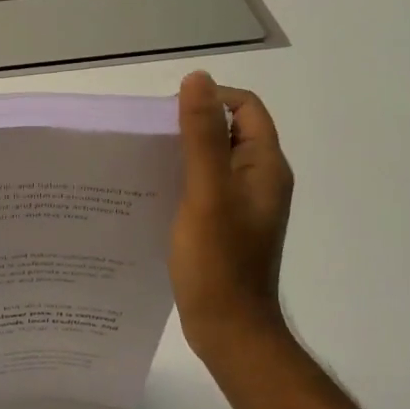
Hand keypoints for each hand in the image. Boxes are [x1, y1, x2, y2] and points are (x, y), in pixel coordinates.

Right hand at [169, 70, 294, 360]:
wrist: (229, 329)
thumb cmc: (219, 261)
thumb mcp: (206, 192)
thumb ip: (201, 136)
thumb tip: (196, 79)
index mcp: (265, 166)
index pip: (246, 107)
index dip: (211, 99)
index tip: (169, 116)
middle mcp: (259, 180)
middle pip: (228, 131)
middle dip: (191, 125)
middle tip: (150, 139)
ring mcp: (243, 205)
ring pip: (213, 160)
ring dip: (183, 154)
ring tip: (145, 162)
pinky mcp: (226, 225)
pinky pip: (205, 187)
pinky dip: (182, 180)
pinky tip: (153, 193)